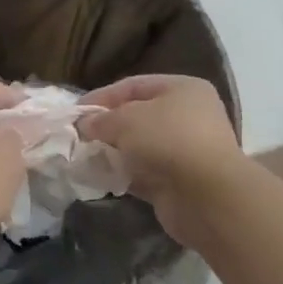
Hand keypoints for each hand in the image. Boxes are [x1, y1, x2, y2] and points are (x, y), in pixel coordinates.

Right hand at [78, 75, 243, 246]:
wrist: (207, 198)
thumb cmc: (168, 140)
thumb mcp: (126, 120)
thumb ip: (101, 119)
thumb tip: (84, 125)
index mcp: (183, 89)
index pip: (133, 85)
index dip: (102, 96)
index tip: (75, 111)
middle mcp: (188, 116)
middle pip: (137, 116)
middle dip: (107, 125)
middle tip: (79, 135)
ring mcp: (186, 151)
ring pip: (140, 146)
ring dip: (113, 150)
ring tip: (85, 156)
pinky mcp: (179, 181)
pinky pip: (143, 172)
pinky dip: (123, 173)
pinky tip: (100, 176)